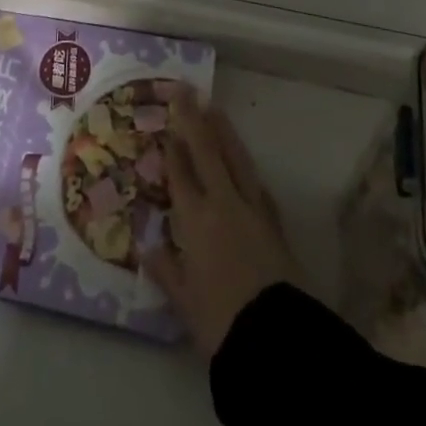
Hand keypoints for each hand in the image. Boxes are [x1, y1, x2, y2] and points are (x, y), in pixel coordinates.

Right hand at [143, 87, 307, 358]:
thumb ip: (167, 270)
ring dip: (223, 130)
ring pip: (235, 156)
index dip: (172, 146)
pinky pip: (255, 179)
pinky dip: (244, 162)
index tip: (165, 122)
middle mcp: (223, 202)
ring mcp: (253, 207)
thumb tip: (148, 247)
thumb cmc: (221, 321)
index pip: (181, 172)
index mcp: (196, 219)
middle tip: (185, 90)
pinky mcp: (274, 219)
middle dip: (193, 118)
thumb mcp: (185, 302)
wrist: (277, 335)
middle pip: (207, 150)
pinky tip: (242, 159)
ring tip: (213, 108)